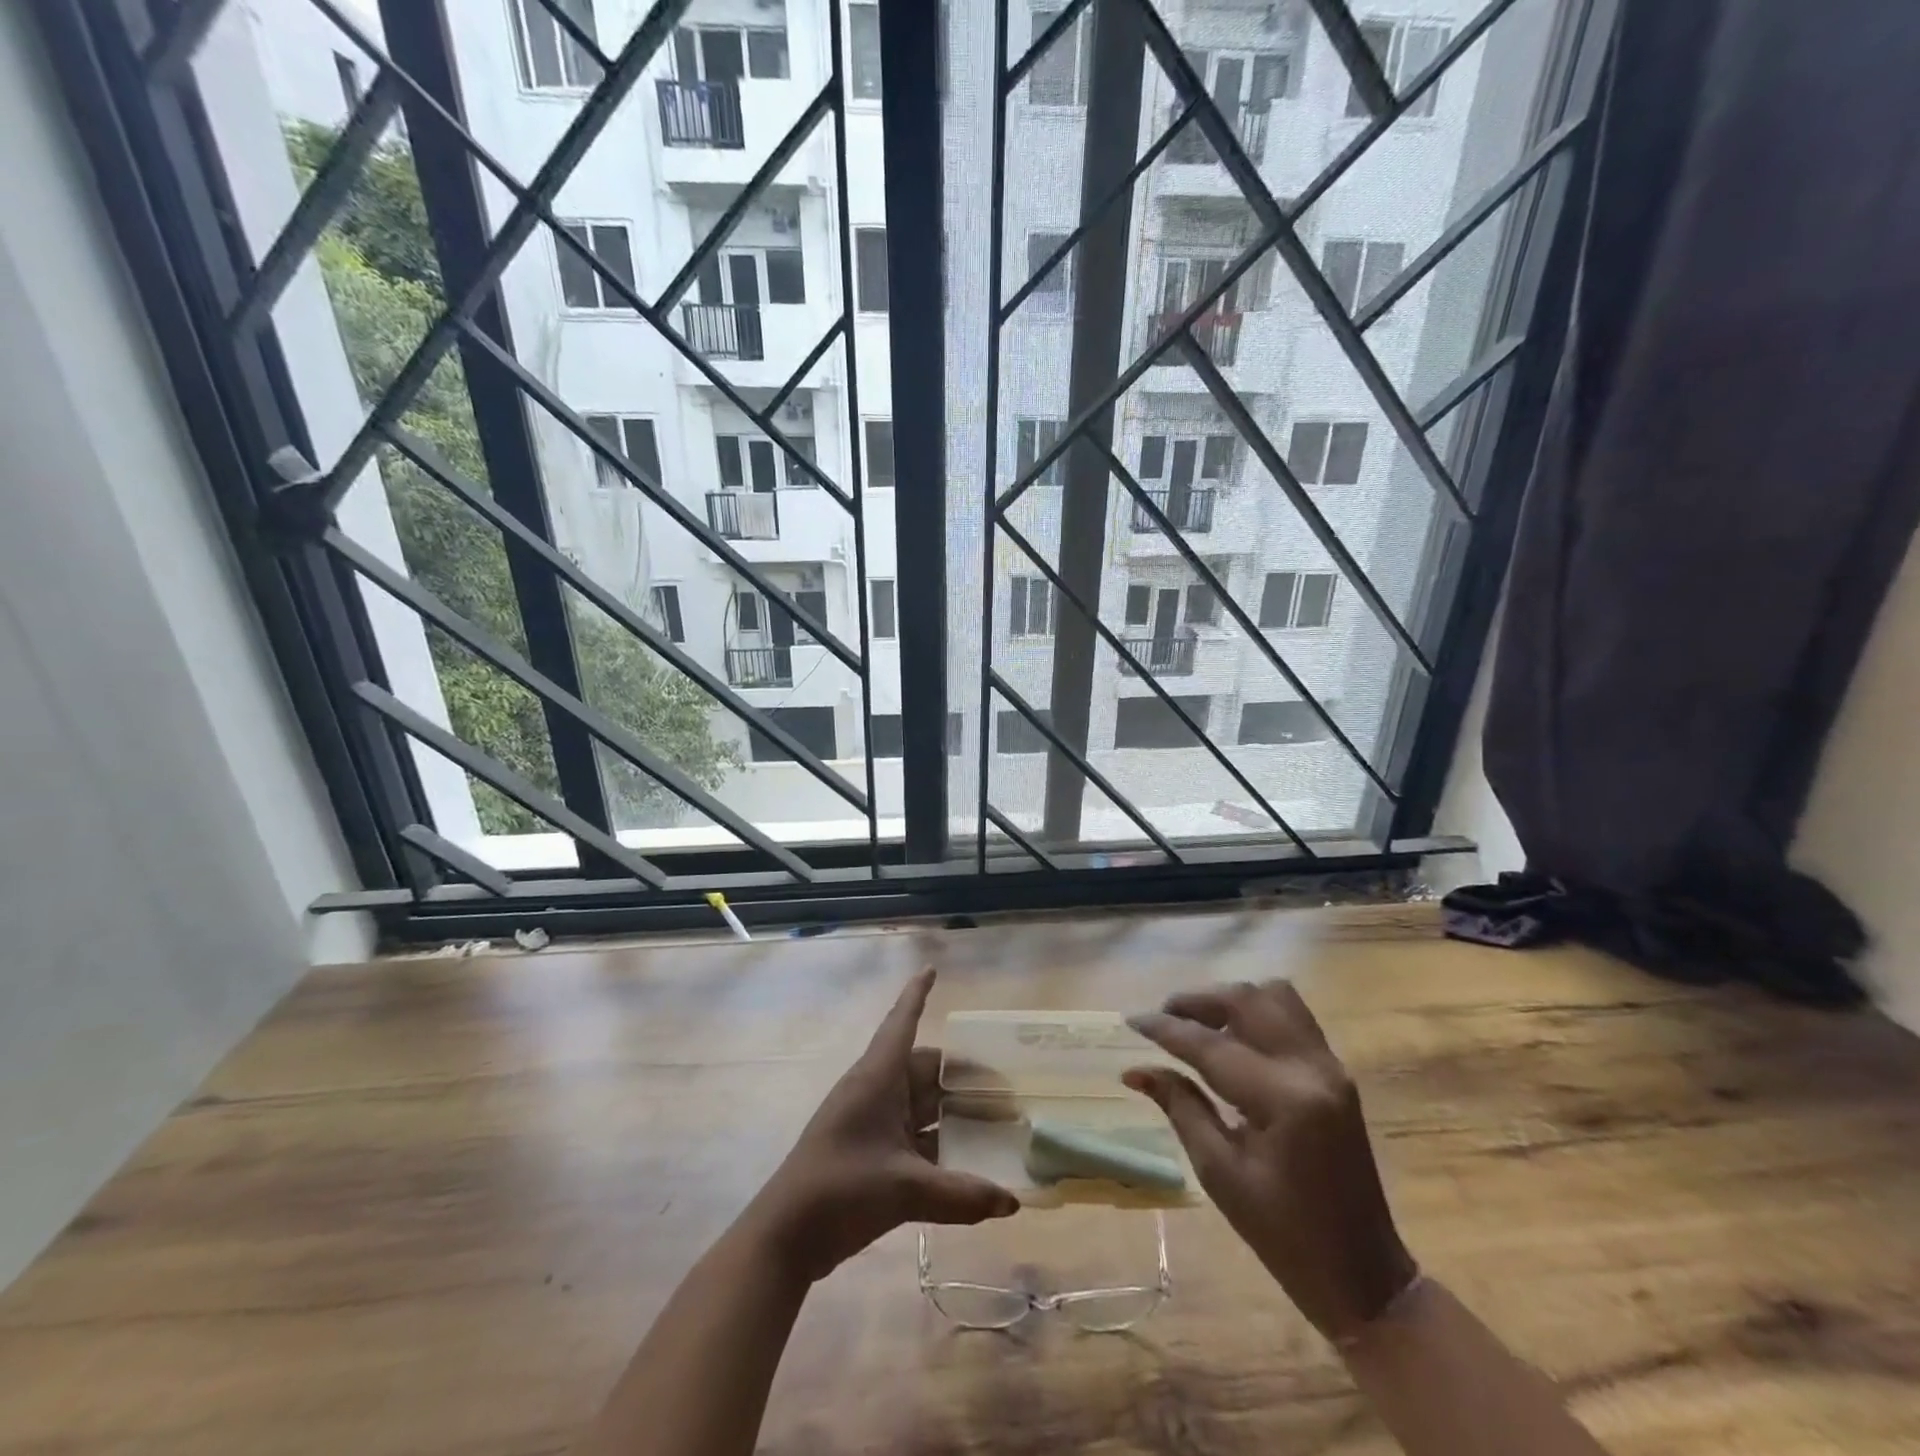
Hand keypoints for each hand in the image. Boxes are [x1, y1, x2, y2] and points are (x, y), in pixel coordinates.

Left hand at [746, 968, 1018, 1283]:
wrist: (785, 1237)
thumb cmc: (840, 1189)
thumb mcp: (904, 1188)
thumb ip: (960, 1194)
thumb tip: (1011, 1201)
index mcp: (877, 1078)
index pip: (901, 1022)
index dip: (917, 995)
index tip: (932, 968)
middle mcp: (876, 1091)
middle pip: (923, 1069)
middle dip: (958, 1073)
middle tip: (1002, 1081)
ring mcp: (871, 1123)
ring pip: (920, 1105)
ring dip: (951, 1111)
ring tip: (994, 1118)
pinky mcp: (870, 1154)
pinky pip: (913, 1136)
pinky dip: (939, 1143)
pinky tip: (968, 1160)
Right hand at [1124, 980, 1417, 1343]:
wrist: (1362, 1273)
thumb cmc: (1283, 1234)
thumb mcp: (1220, 1173)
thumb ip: (1180, 1107)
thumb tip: (1135, 1070)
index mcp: (1284, 1101)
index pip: (1211, 1046)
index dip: (1166, 1029)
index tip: (1131, 1019)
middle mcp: (1311, 1068)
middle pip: (1247, 1000)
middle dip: (1198, 1001)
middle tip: (1163, 1016)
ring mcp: (1330, 1066)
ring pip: (1274, 996)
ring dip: (1230, 1000)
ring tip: (1197, 1023)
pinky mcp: (1335, 1071)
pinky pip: (1291, 1016)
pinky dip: (1255, 1013)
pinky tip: (1231, 1038)